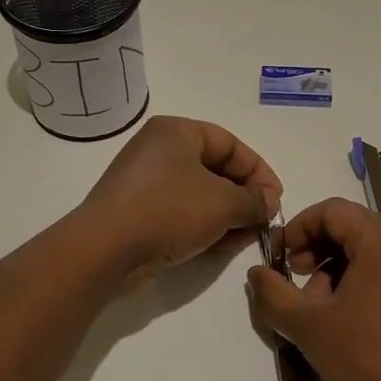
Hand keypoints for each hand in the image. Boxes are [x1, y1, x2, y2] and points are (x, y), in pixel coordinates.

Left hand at [78, 116, 281, 282]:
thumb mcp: (223, 203)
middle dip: (243, 196)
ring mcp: (144, 181)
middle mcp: (158, 149)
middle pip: (215, 168)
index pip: (230, 144)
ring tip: (243, 238)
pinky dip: (202, 225)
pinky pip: (179, 212)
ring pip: (199, 193)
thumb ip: (253, 200)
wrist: (106, 249)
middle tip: (262, 221)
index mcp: (177, 131)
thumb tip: (268, 203)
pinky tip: (218, 246)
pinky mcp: (136, 211)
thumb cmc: (168, 210)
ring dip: (226, 214)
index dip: (259, 171)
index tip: (275, 200)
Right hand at [246, 198, 380, 380]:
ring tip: (320, 311)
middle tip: (297, 285)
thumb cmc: (368, 360)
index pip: (332, 210)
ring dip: (336, 269)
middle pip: (352, 227)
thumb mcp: (308, 326)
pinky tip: (347, 320)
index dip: (299, 228)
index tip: (281, 261)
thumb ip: (274, 294)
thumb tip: (257, 273)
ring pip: (369, 250)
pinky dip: (360, 282)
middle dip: (316, 250)